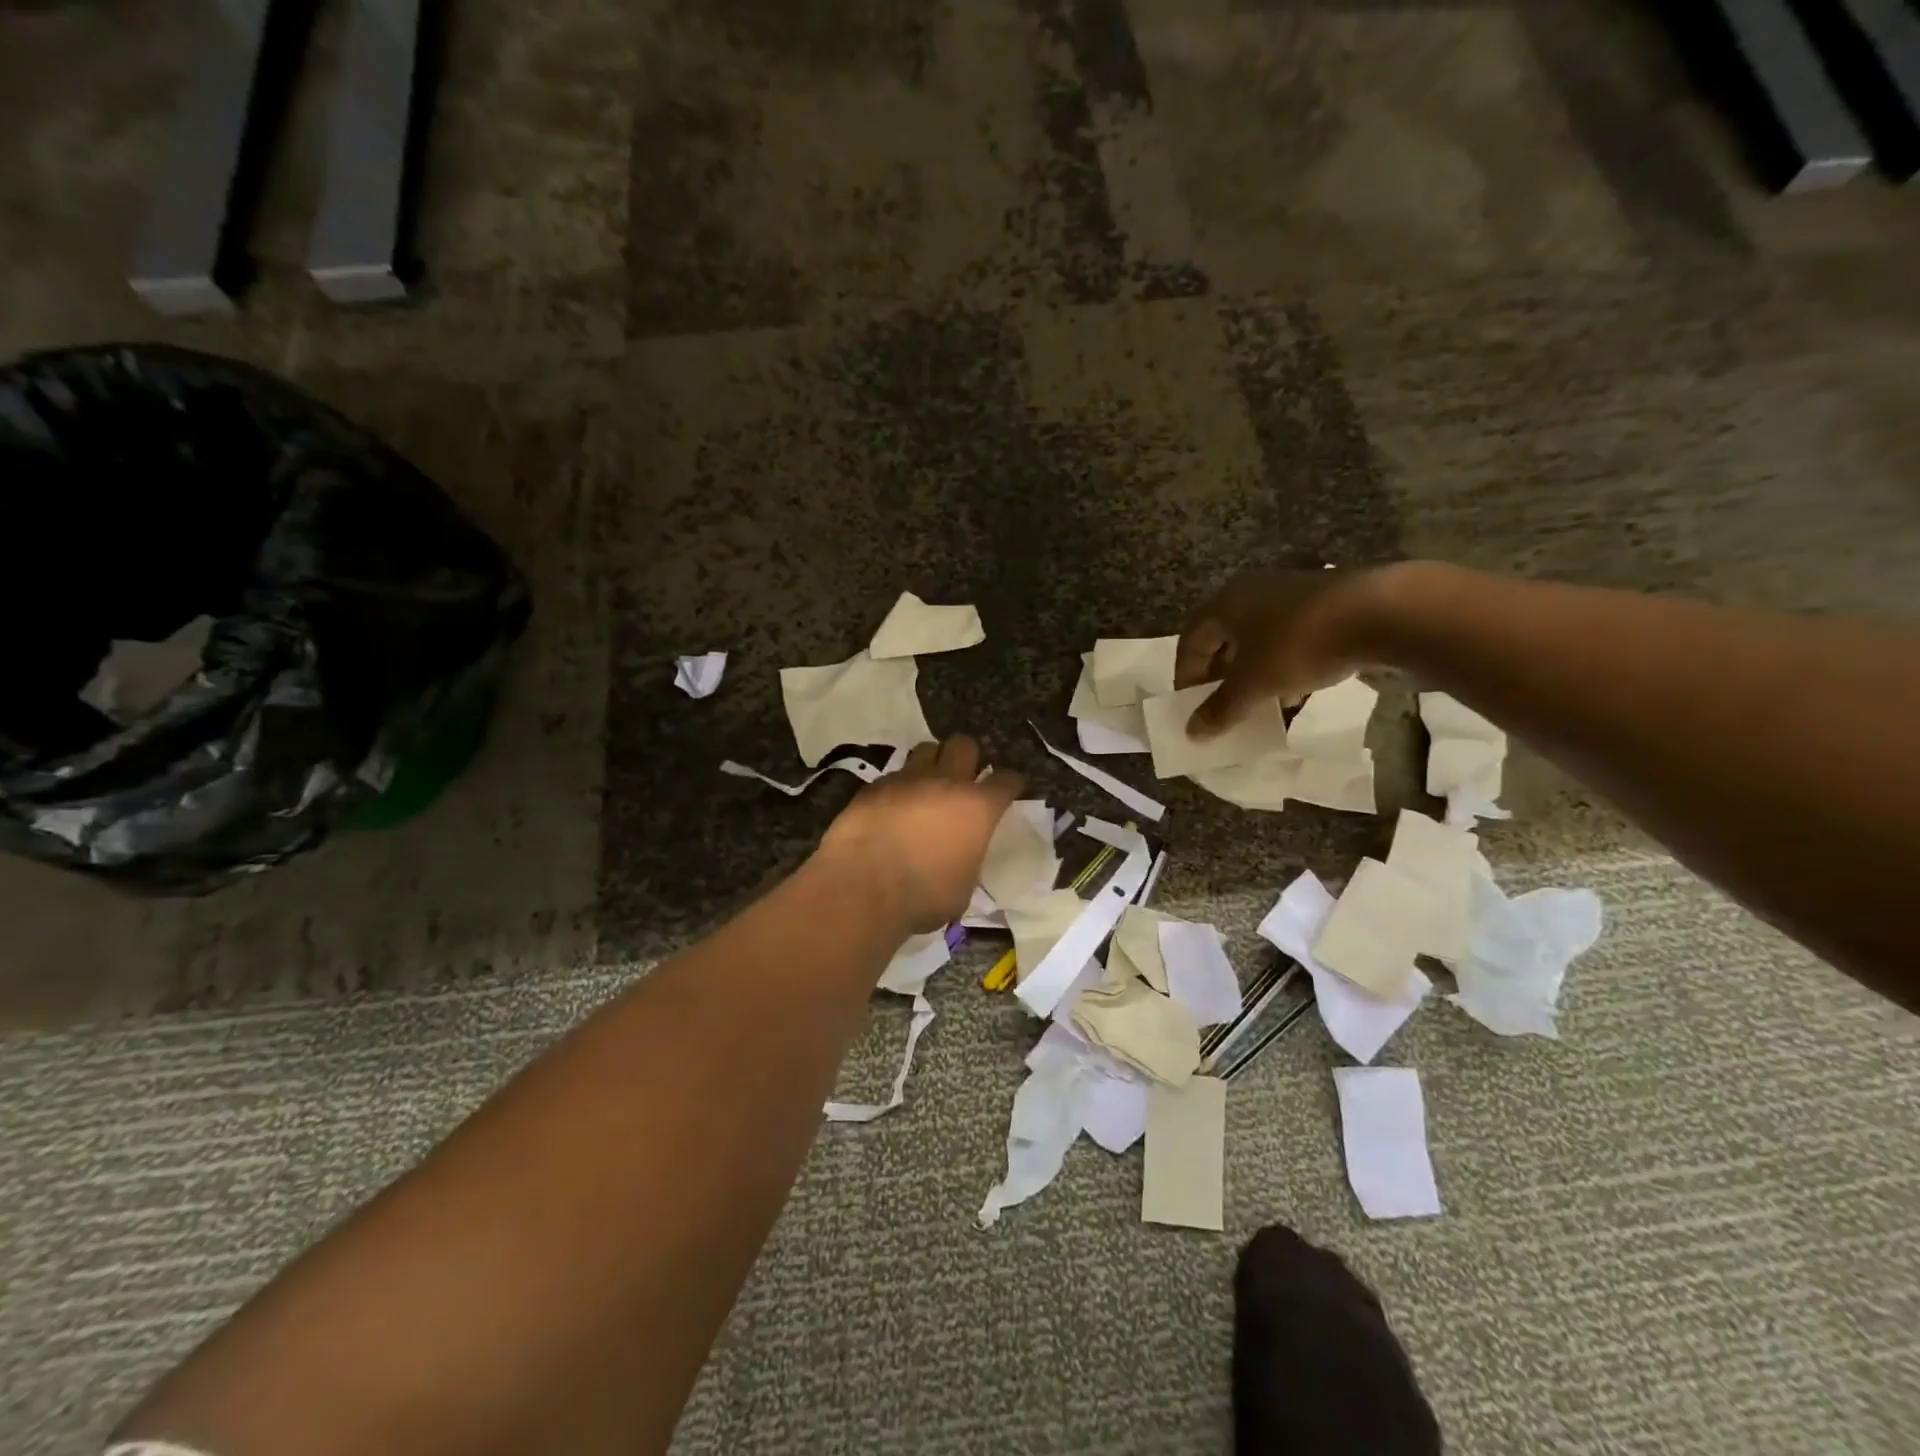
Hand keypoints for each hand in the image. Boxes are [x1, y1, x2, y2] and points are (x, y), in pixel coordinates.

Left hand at [816, 736, 1025, 932]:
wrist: (862, 888)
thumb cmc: (924, 897)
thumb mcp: (963, 887)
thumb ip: (968, 859)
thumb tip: (961, 856)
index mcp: (977, 808)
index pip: (1005, 780)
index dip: (1011, 783)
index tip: (1010, 787)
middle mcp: (945, 782)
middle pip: (964, 745)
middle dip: (969, 756)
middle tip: (965, 776)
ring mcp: (907, 779)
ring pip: (927, 749)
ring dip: (932, 762)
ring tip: (928, 783)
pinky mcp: (874, 786)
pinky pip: (894, 774)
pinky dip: (899, 786)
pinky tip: (894, 805)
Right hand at [1176, 566, 1371, 738]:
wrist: (1382, 613)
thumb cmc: (1297, 645)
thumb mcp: (1253, 685)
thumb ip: (1220, 710)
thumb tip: (1192, 733)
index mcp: (1225, 603)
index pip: (1191, 642)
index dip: (1186, 677)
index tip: (1192, 707)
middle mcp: (1253, 592)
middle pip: (1225, 640)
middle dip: (1221, 678)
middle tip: (1223, 708)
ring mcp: (1292, 594)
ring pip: (1260, 641)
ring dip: (1254, 675)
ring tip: (1259, 707)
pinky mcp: (1326, 604)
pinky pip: (1291, 639)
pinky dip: (1285, 667)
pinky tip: (1297, 695)